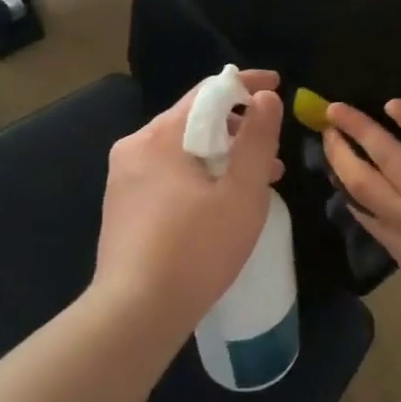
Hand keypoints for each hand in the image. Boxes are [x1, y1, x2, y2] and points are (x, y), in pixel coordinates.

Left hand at [93, 69, 284, 344]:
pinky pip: (168, 172)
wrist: (134, 315)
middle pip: (194, 119)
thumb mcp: (242, 193)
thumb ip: (258, 140)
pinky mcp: (122, 205)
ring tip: (257, 180)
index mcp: (160, 136)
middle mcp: (135, 147)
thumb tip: (266, 98)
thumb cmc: (196, 250)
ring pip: (182, 148)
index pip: (209, 91)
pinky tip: (220, 202)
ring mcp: (123, 178)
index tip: (278, 86)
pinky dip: (199, 174)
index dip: (247, 85)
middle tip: (273, 150)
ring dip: (221, 155)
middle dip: (238, 128)